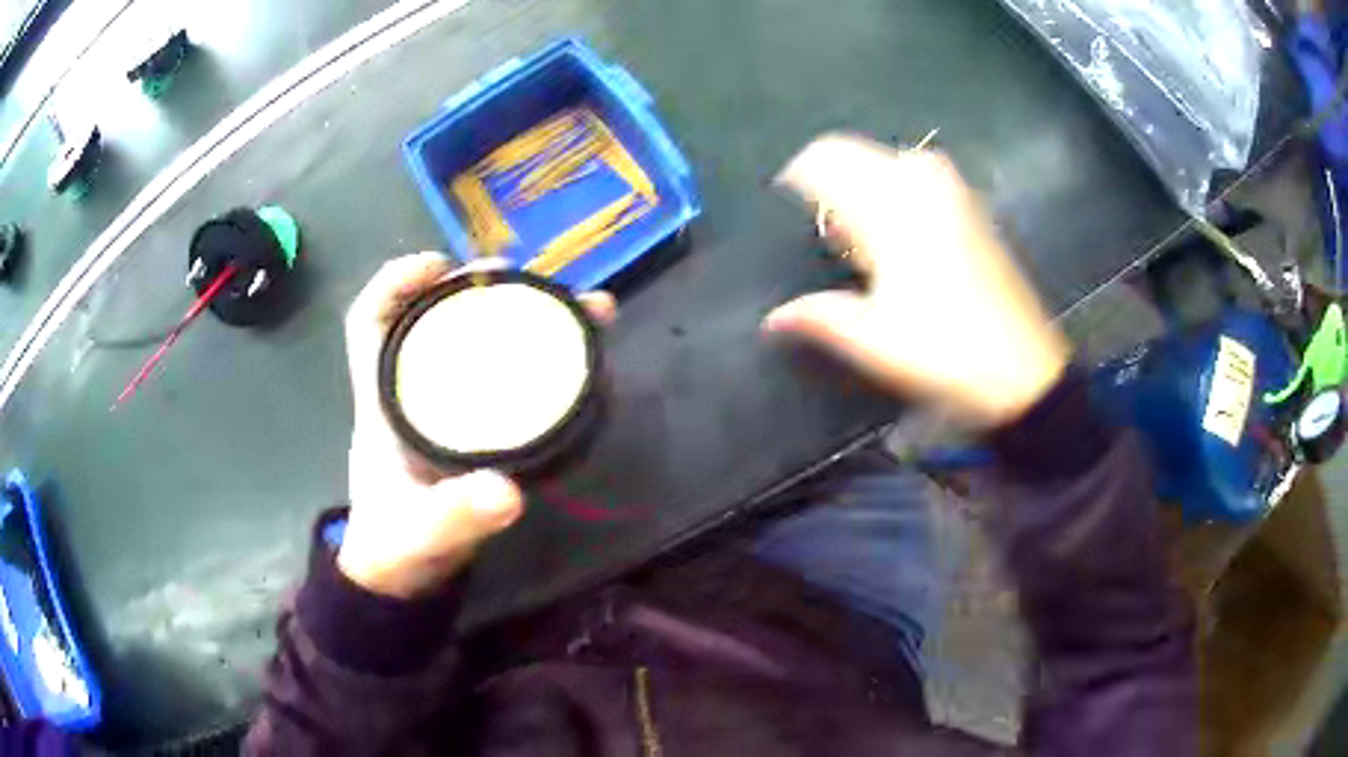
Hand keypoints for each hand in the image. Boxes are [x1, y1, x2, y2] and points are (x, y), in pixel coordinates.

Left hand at [338, 253, 614, 597]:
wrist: (403, 578)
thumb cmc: (395, 547)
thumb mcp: (422, 534)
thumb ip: (456, 517)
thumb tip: (506, 492)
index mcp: (381, 401)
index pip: (369, 322)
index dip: (395, 281)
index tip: (442, 266)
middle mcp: (408, 390)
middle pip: (432, 316)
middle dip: (475, 287)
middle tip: (525, 280)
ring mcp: (440, 407)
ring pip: (471, 342)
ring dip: (517, 315)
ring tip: (574, 308)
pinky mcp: (469, 427)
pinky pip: (498, 376)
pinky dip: (533, 357)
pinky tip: (571, 358)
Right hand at [765, 134, 1069, 427]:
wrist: (1023, 371)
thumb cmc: (945, 352)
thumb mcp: (874, 341)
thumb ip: (819, 318)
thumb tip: (771, 318)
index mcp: (890, 208)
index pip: (826, 160)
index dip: (796, 177)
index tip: (782, 206)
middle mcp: (920, 184)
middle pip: (854, 153)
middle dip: (829, 180)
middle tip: (823, 231)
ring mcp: (952, 192)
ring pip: (887, 161)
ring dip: (863, 184)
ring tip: (858, 234)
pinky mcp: (972, 207)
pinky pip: (919, 175)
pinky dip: (895, 190)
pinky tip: (898, 234)